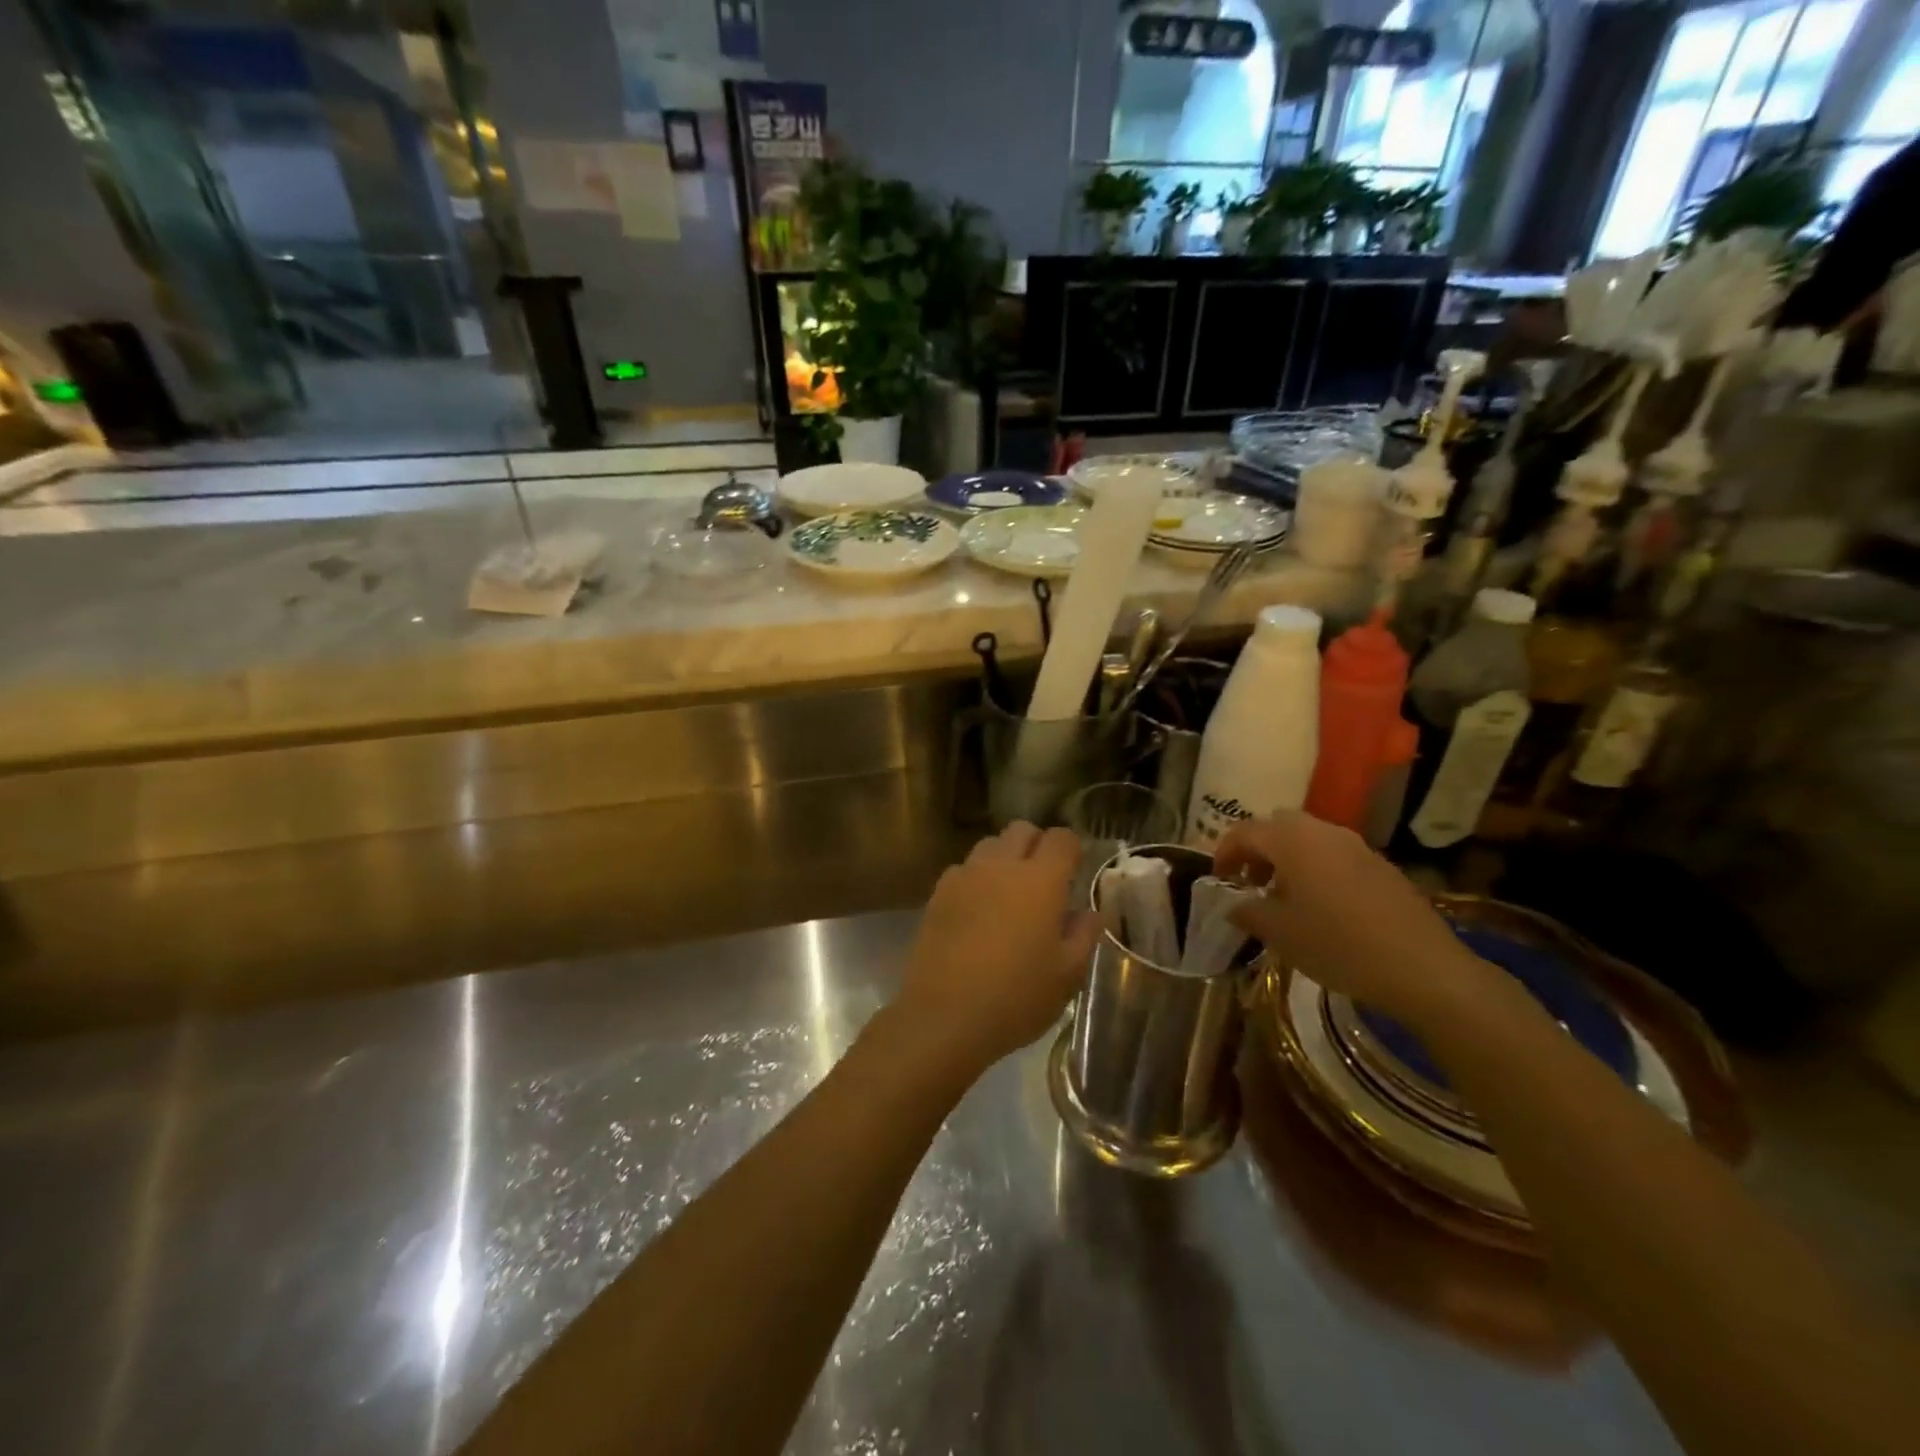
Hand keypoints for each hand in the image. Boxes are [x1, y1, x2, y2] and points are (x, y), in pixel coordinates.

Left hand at [895, 822, 1101, 1074]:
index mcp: (1040, 880)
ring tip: (1009, 893)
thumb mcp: (1066, 975)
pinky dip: (976, 878)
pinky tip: (978, 910)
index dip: (1073, 848)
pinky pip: (963, 869)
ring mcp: (965, 876)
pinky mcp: (938, 893)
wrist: (944, 1016)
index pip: (1062, 838)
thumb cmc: (1016, 997)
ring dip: (1005, 858)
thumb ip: (1084, 935)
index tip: (1076, 869)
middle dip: (1037, 845)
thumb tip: (1091, 912)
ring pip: (989, 845)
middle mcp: (1001, 866)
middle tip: (1045, 880)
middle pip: (1022, 830)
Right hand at [1215, 812, 1501, 1034]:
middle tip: (1249, 883)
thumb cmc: (1337, 945)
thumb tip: (1235, 904)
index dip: (1224, 852)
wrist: (1423, 968)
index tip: (1218, 879)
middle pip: (1278, 826)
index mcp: (1292, 841)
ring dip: (1287, 859)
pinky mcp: (1381, 866)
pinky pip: (1335, 855)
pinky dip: (1316, 869)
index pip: (1245, 831)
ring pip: (1308, 839)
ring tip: (1283, 898)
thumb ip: (1248, 912)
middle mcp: (1324, 832)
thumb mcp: (1280, 933)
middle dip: (1257, 850)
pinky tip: (1321, 907)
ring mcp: (1357, 846)